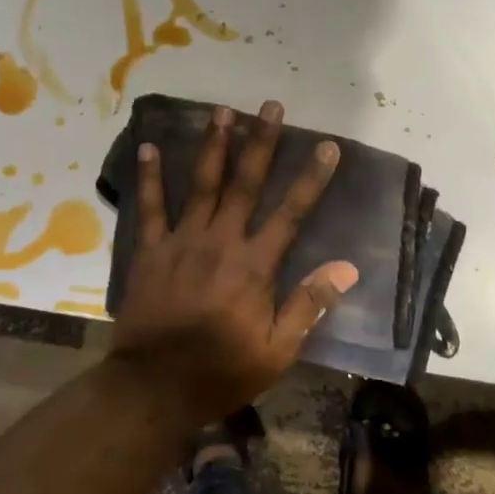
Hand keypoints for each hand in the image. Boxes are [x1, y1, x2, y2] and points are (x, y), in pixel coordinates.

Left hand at [110, 101, 359, 421]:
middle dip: (261, 142)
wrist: (154, 388)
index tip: (327, 146)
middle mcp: (220, 242)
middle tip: (270, 106)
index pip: (291, 213)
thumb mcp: (276, 351)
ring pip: (201, 184)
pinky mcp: (151, 251)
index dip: (311, 178)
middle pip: (245, 183)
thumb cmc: (221, 372)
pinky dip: (149, 176)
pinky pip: (150, 207)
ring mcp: (182, 242)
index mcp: (254, 266)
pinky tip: (148, 146)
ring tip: (222, 110)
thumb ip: (308, 306)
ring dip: (214, 145)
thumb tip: (346, 268)